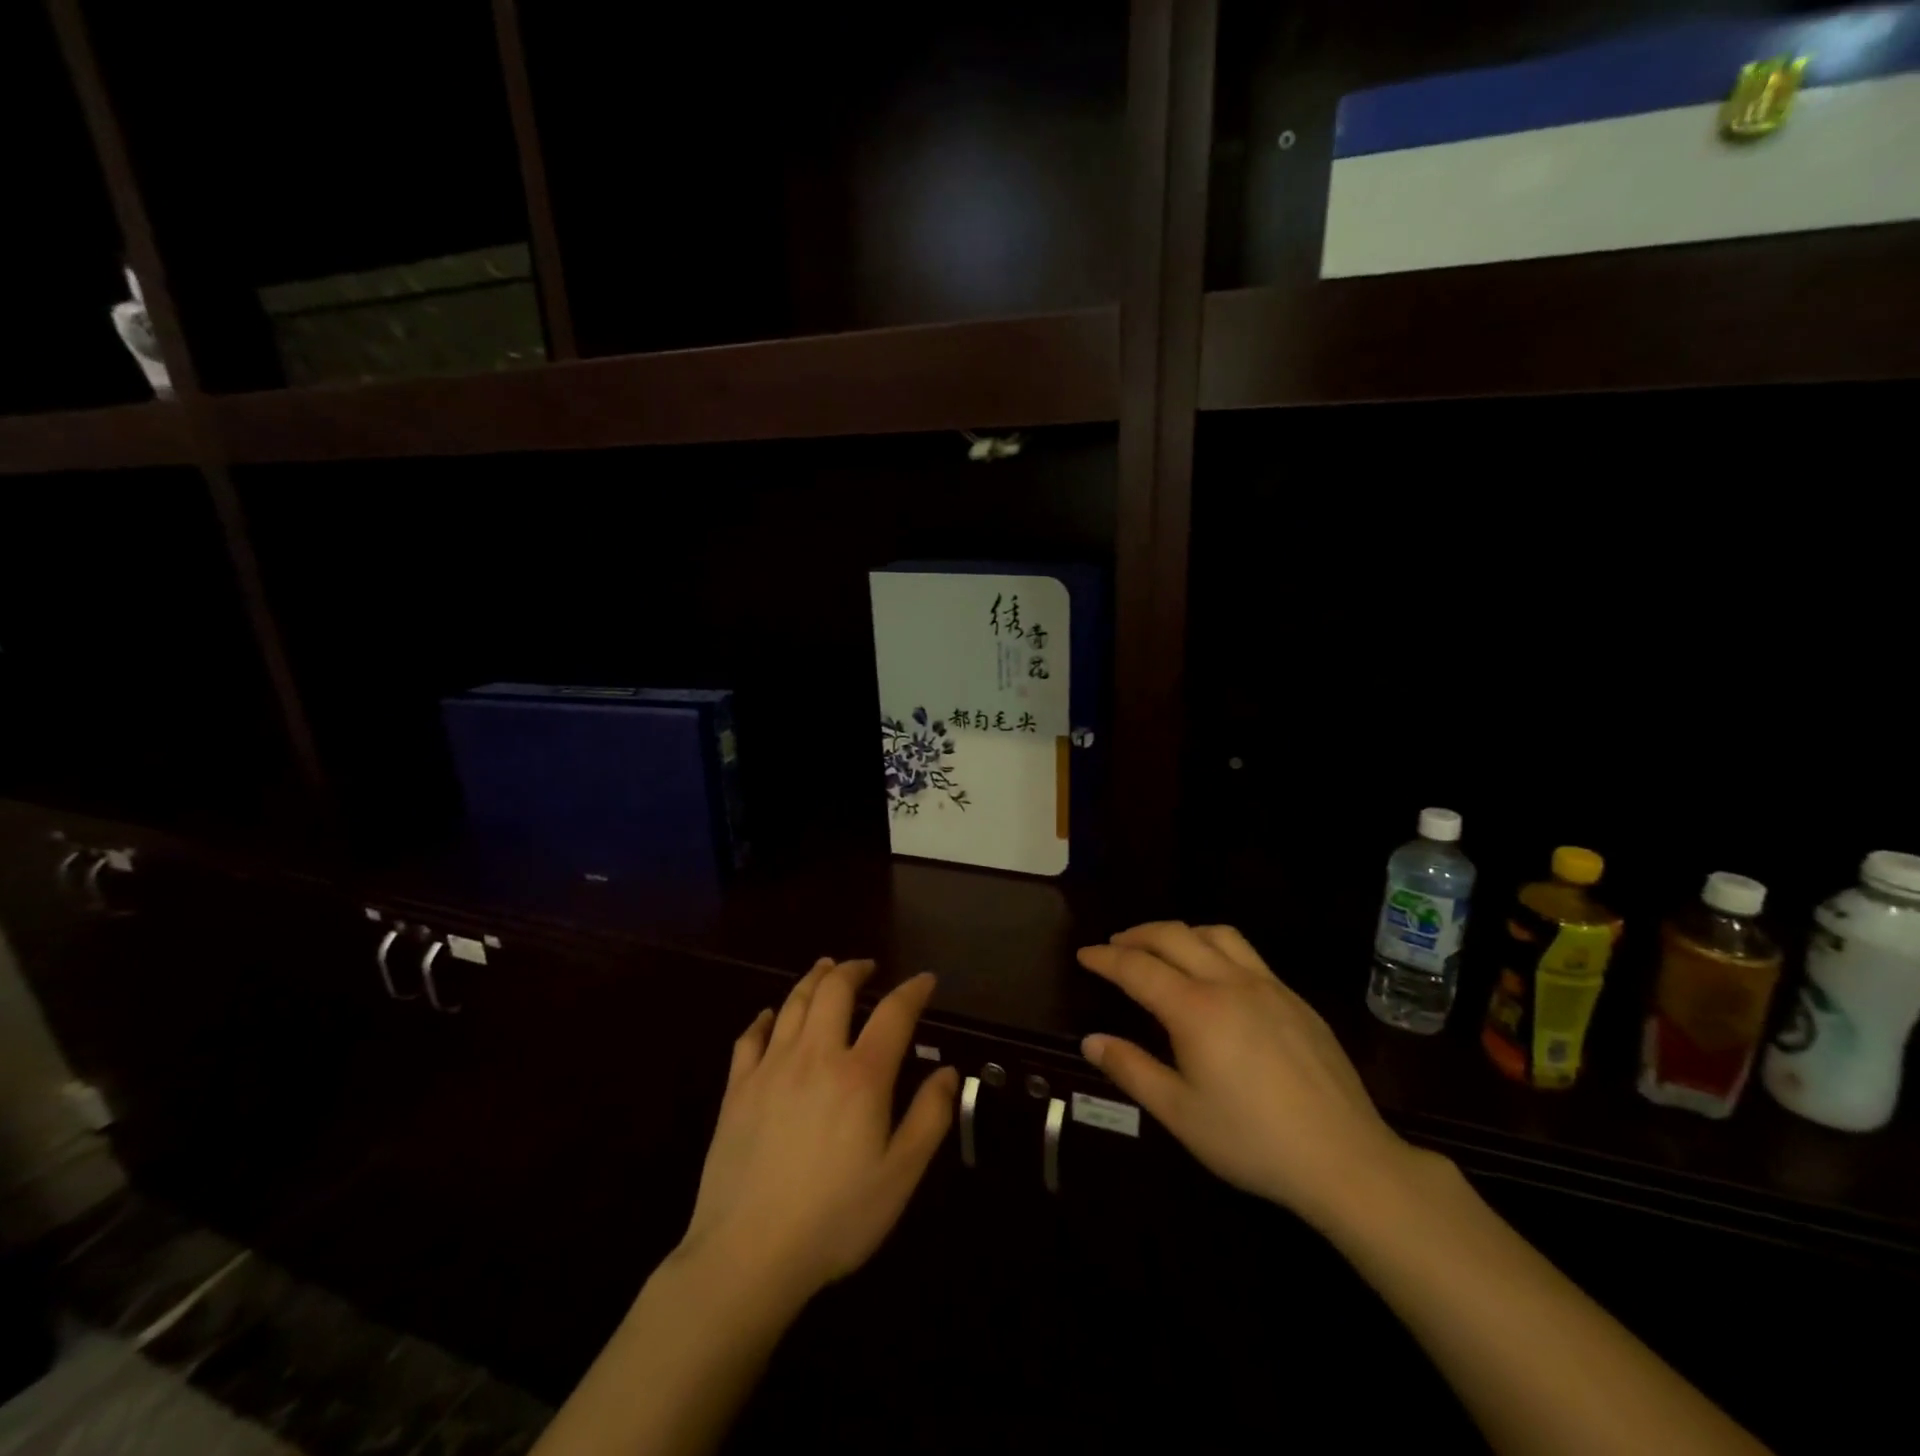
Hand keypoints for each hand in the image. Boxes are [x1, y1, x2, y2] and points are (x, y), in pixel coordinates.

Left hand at [677, 958, 958, 1307]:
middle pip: (835, 990)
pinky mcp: (737, 1089)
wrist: (747, 1256)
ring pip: (793, 1003)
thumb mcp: (899, 1177)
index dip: (913, 990)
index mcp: (861, 1076)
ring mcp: (770, 1068)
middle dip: (854, 969)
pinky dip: (764, 1018)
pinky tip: (770, 1015)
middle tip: (867, 966)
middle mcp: (815, 1056)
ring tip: (826, 968)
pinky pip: (749, 1037)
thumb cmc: (834, 1219)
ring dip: (814, 979)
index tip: (925, 980)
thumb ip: (929, 1118)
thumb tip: (947, 1072)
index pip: (893, 1013)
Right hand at [1078, 922, 1420, 1233]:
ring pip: (1216, 934)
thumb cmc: (1252, 1142)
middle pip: (1174, 935)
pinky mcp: (1296, 1000)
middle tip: (1115, 947)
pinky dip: (1216, 948)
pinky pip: (1247, 954)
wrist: (1345, 1160)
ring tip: (1163, 949)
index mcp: (1195, 1009)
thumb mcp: (1180, 1114)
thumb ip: (1131, 1070)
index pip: (1137, 968)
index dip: (1106, 958)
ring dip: (1180, 932)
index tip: (1084, 955)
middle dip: (1138, 935)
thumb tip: (1091, 1040)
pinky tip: (1216, 976)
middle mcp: (1229, 983)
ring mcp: (1268, 986)